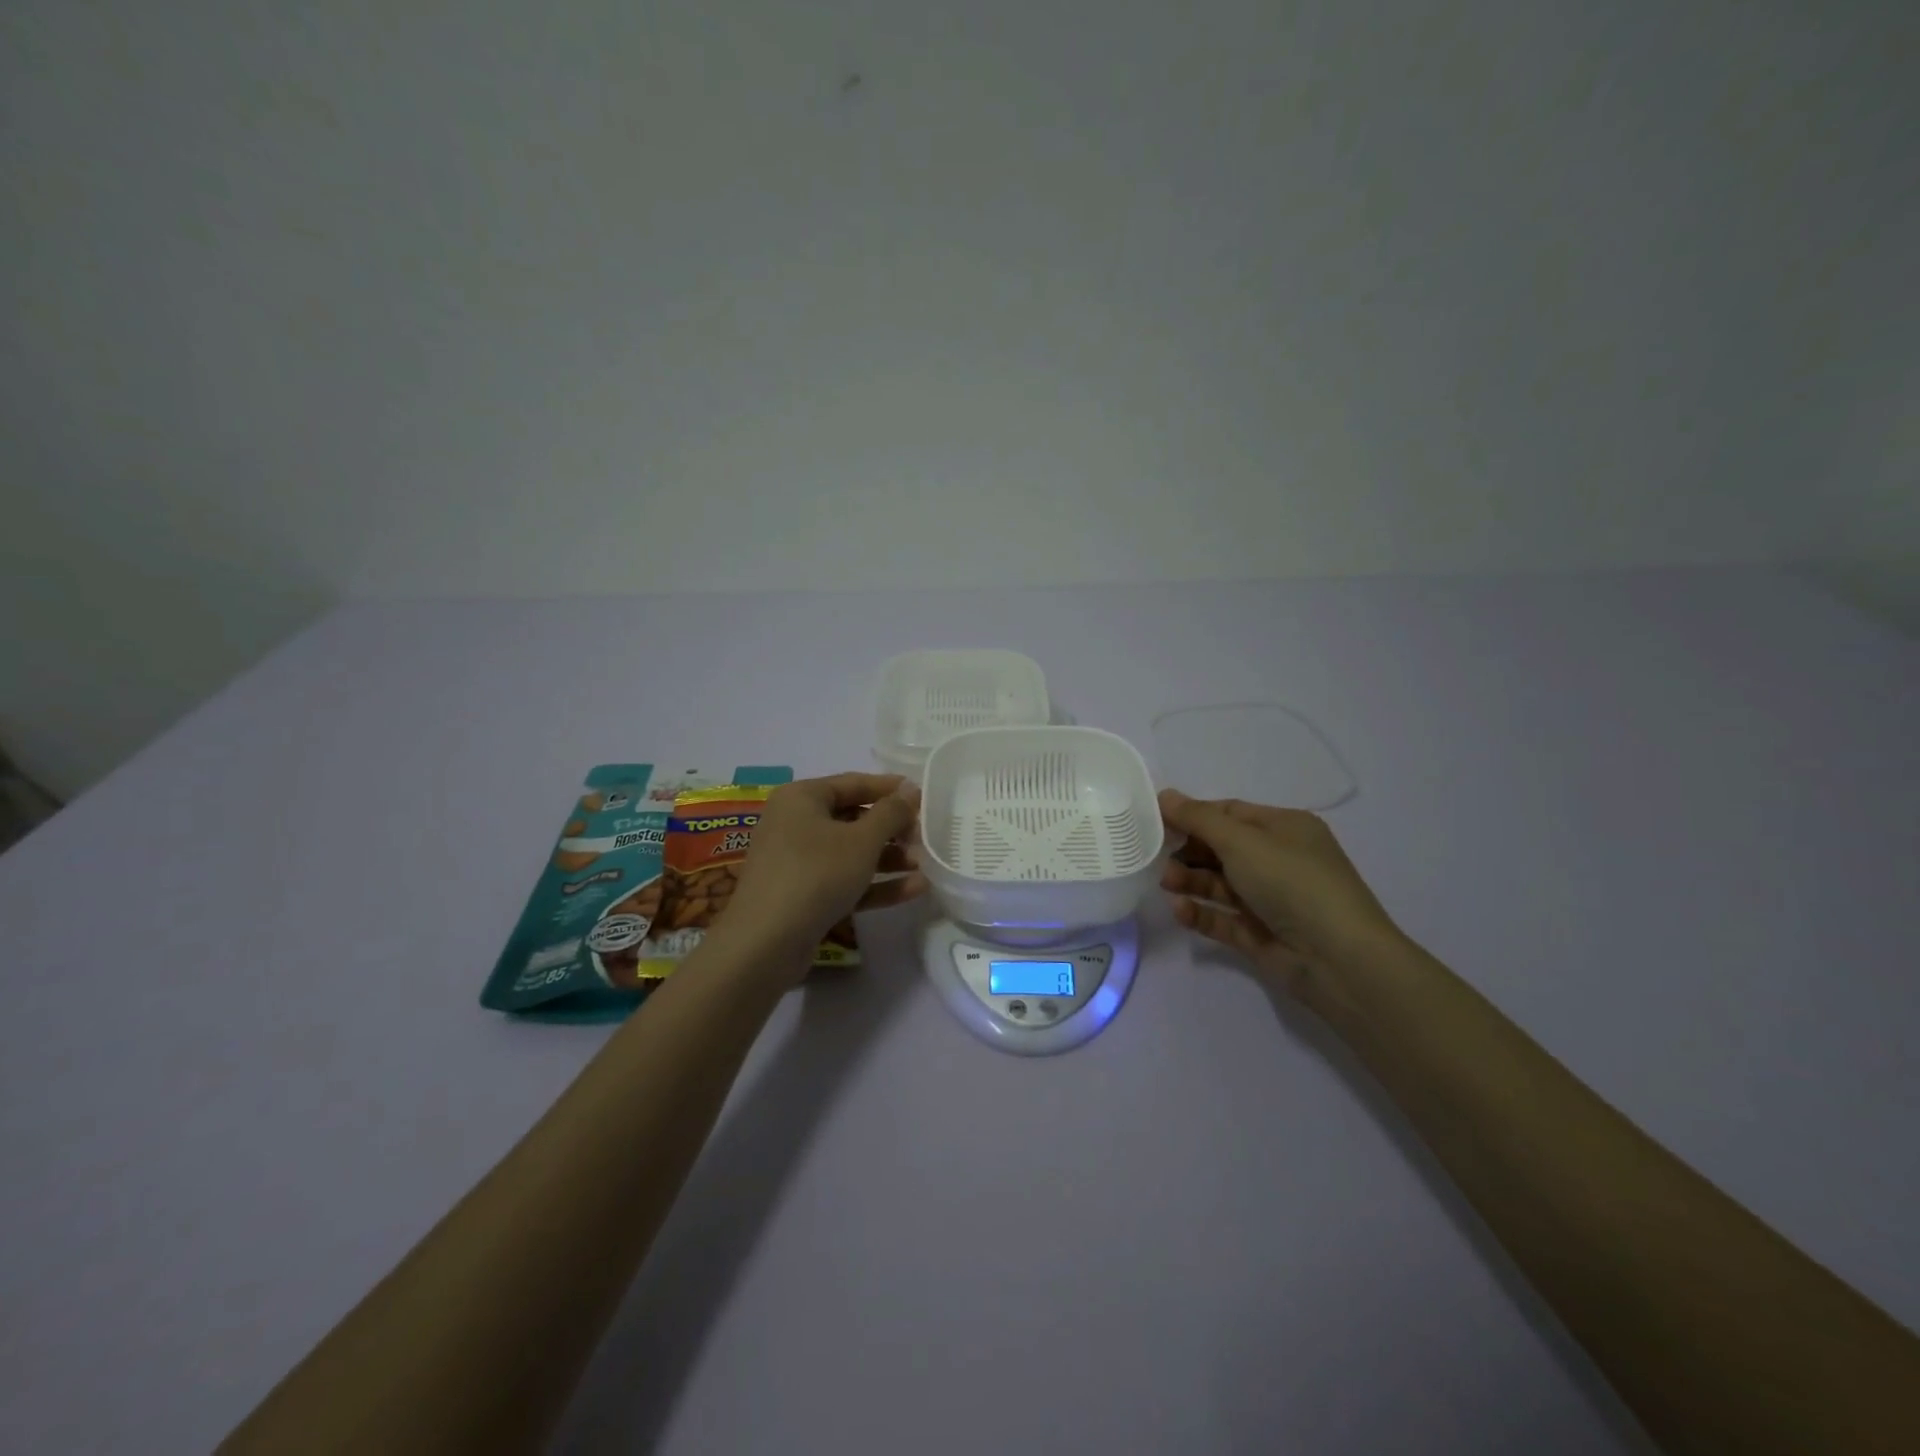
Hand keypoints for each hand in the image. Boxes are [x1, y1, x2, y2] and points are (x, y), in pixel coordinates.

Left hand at [719, 774, 925, 970]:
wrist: (765, 943)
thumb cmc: (816, 874)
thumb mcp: (862, 840)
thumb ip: (891, 812)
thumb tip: (910, 789)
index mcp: (802, 797)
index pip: (854, 783)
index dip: (891, 789)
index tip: (924, 797)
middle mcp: (795, 823)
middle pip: (853, 818)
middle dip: (892, 830)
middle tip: (924, 837)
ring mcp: (797, 861)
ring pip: (851, 852)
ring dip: (889, 858)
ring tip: (924, 866)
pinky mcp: (803, 895)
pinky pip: (844, 880)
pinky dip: (875, 883)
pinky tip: (913, 890)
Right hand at [1158, 789, 1401, 997]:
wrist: (1338, 959)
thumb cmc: (1292, 882)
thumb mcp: (1241, 840)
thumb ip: (1198, 818)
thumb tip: (1164, 795)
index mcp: (1284, 829)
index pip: (1230, 813)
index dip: (1192, 814)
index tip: (1155, 820)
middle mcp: (1279, 860)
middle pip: (1221, 849)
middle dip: (1188, 851)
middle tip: (1156, 857)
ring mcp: (1270, 900)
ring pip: (1220, 884)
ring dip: (1190, 881)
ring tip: (1166, 884)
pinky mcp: (1260, 935)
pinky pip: (1222, 919)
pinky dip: (1200, 913)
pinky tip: (1180, 911)